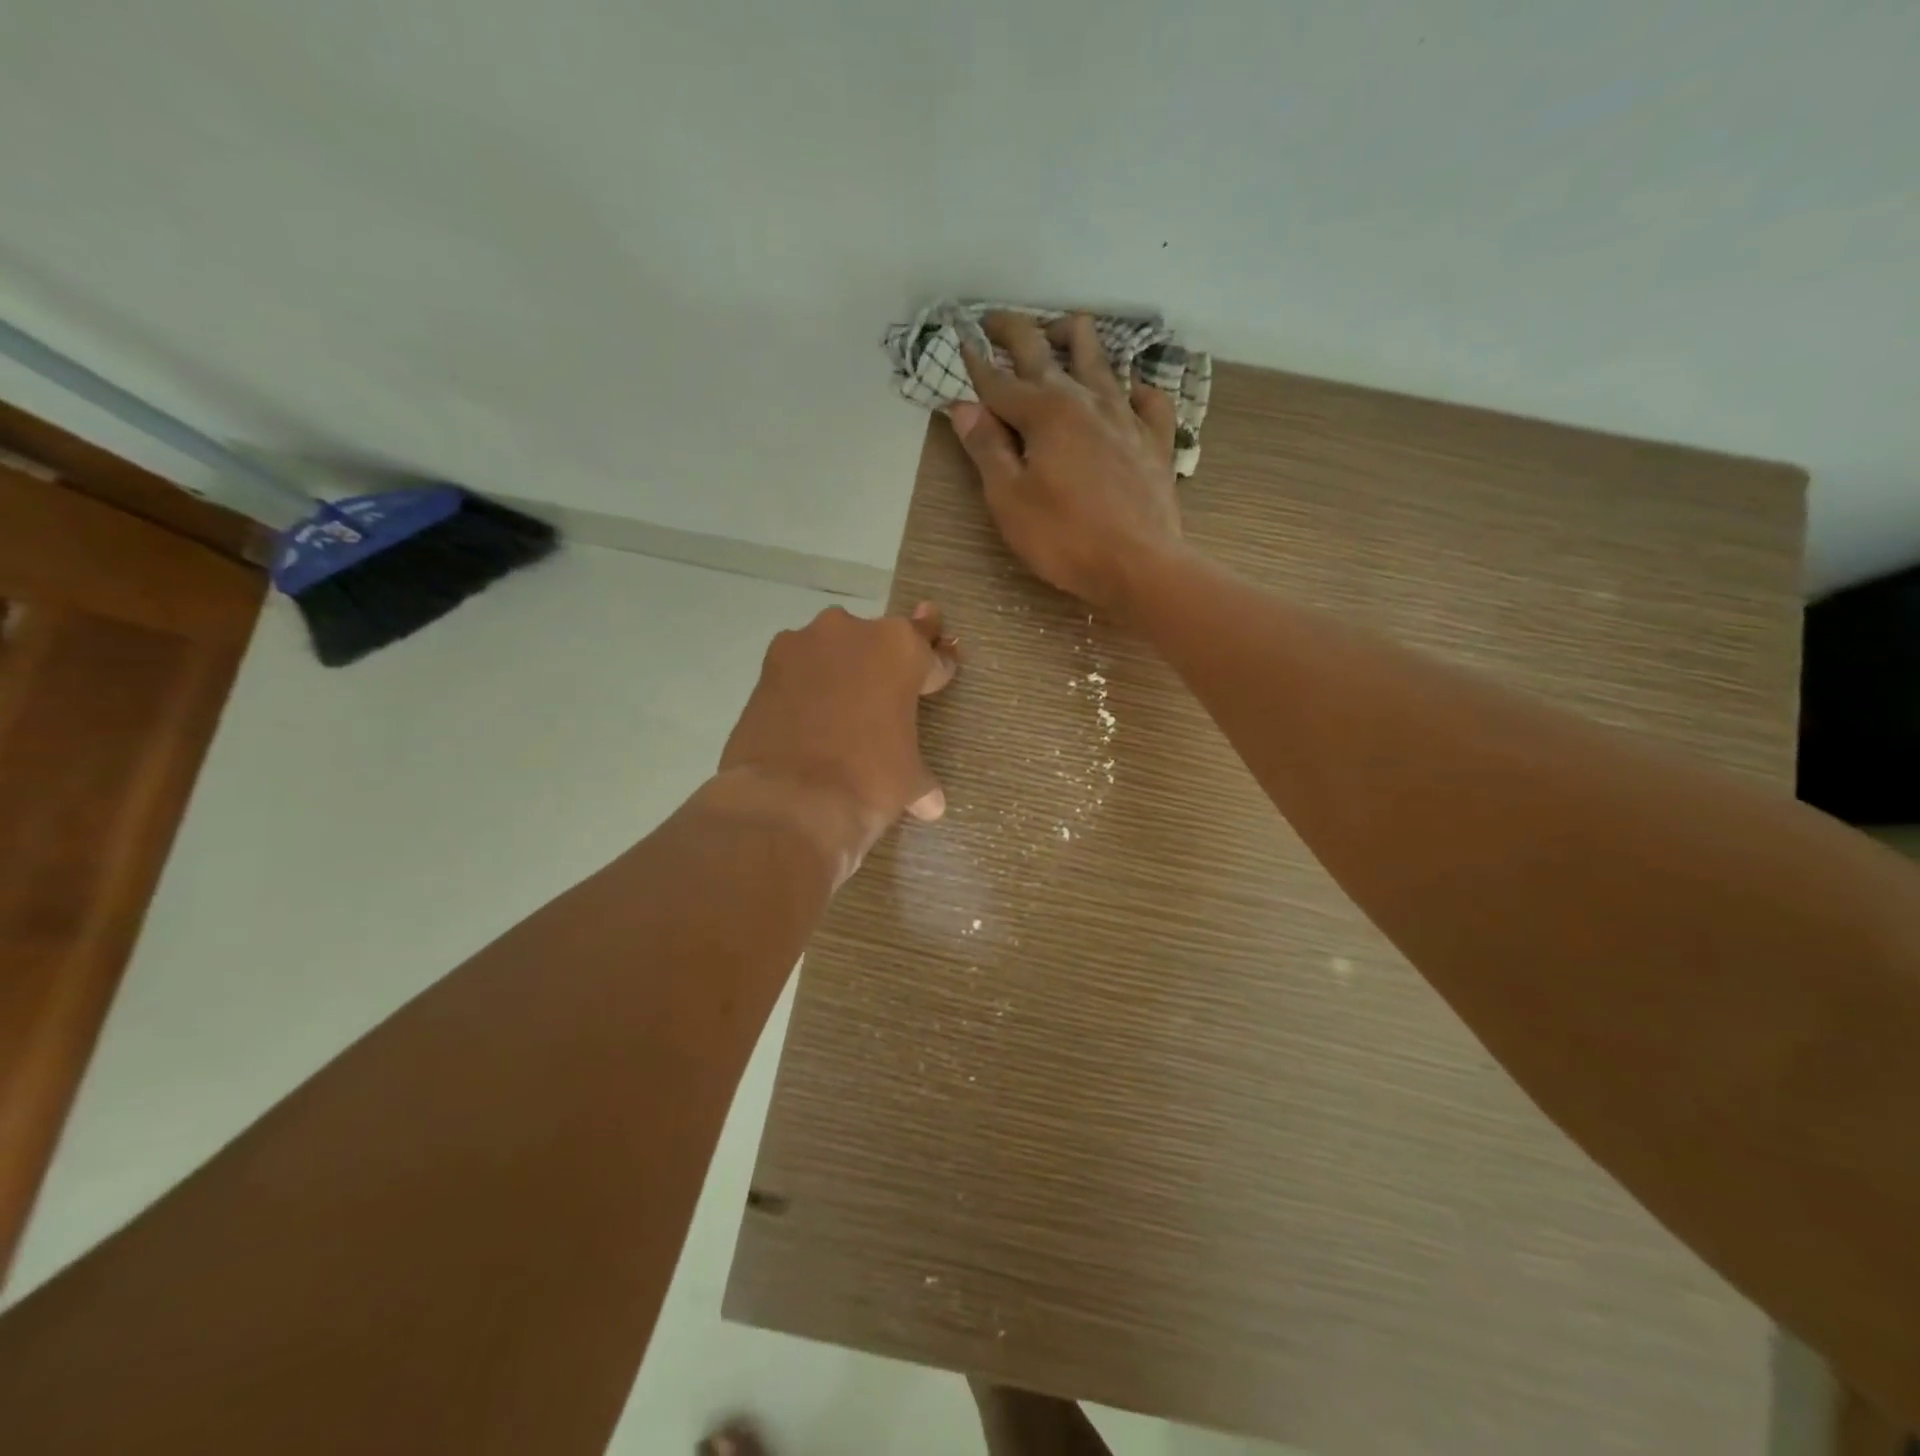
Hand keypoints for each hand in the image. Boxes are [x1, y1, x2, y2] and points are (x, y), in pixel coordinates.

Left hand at [716, 603, 956, 877]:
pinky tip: (805, 719)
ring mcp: (804, 644)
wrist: (790, 800)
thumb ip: (922, 779)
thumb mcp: (909, 782)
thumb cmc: (869, 781)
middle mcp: (853, 632)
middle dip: (883, 667)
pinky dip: (804, 688)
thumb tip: (932, 804)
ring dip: (839, 672)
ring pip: (832, 650)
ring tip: (839, 712)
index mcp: (901, 649)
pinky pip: (797, 670)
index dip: (935, 670)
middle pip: (878, 642)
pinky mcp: (765, 667)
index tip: (936, 679)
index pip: (930, 653)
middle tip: (885, 700)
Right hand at [950, 311, 1183, 616]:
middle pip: (1045, 351)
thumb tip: (963, 406)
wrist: (1140, 565)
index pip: (999, 380)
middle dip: (1015, 330)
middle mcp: (1085, 400)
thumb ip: (986, 449)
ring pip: (1100, 358)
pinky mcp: (1155, 439)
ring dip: (1074, 338)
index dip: (975, 362)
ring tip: (1059, 333)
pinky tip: (1126, 390)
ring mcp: (1126, 416)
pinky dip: (1132, 386)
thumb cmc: (1065, 539)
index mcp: (1044, 413)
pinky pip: (1147, 397)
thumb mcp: (1010, 500)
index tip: (960, 339)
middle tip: (995, 321)